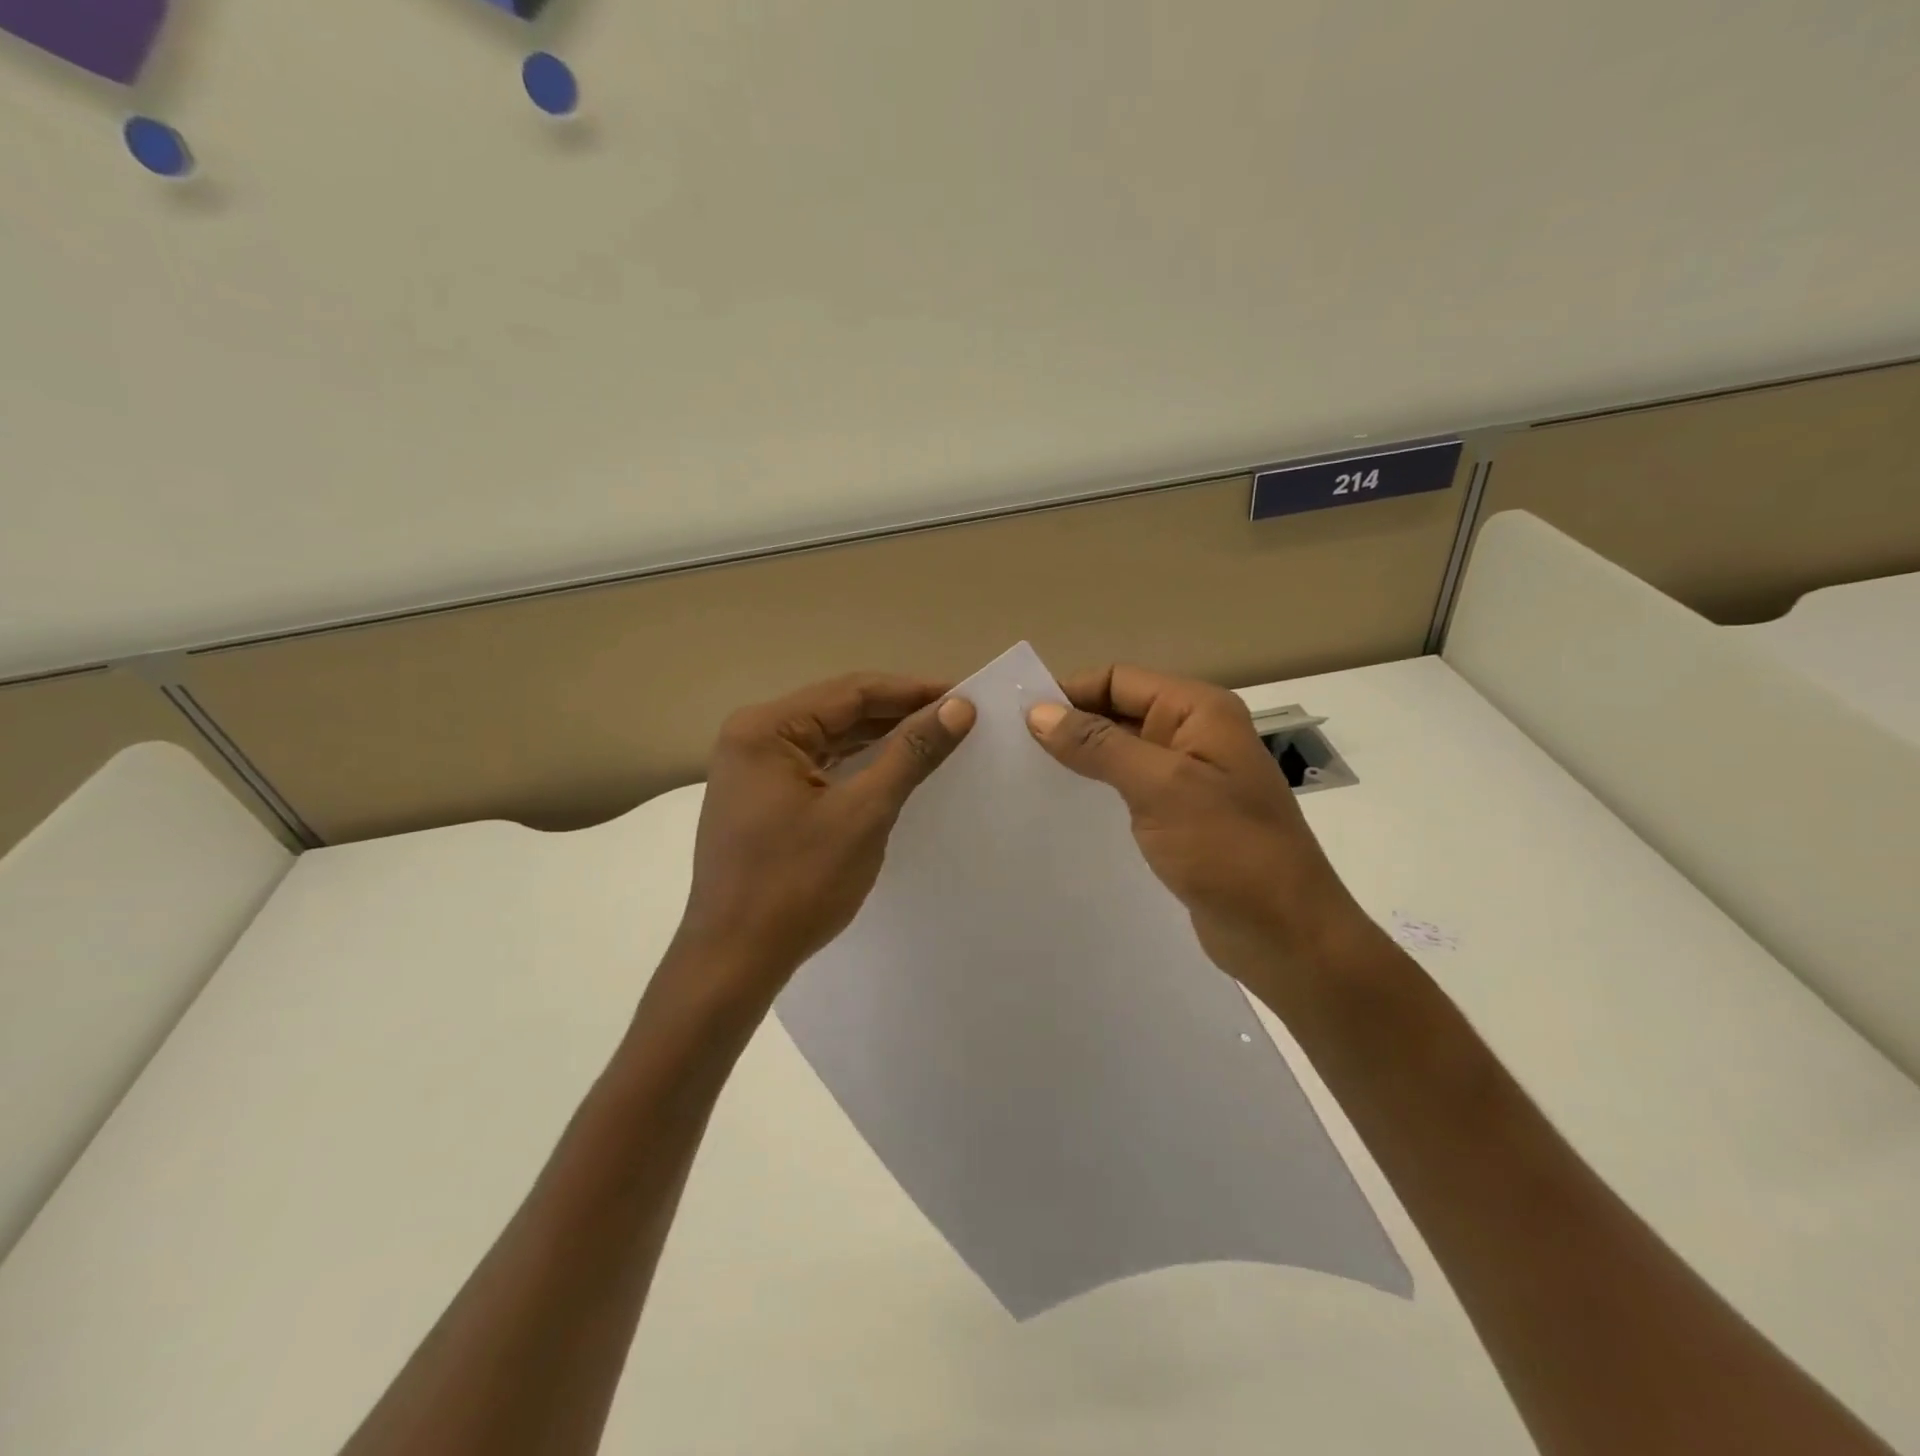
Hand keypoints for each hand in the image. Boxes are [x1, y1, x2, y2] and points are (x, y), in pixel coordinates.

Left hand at [672, 673, 975, 1001]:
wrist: (734, 961)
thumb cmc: (797, 884)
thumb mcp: (863, 813)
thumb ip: (910, 753)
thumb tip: (958, 707)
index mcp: (765, 728)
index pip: (852, 691)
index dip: (912, 691)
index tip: (965, 695)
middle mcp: (753, 737)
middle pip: (839, 711)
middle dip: (898, 713)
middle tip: (958, 717)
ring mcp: (753, 770)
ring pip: (830, 740)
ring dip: (880, 739)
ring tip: (936, 738)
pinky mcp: (761, 799)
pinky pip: (819, 767)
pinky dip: (857, 766)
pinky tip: (894, 768)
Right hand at [1026, 665, 1375, 1002]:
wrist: (1286, 935)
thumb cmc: (1228, 851)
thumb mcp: (1160, 787)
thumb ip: (1099, 745)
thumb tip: (1038, 713)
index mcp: (1199, 711)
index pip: (1118, 680)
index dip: (1069, 693)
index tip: (1016, 721)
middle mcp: (1194, 735)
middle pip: (1118, 713)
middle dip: (1069, 727)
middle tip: (1011, 752)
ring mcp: (1188, 779)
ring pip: (1120, 754)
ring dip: (1079, 762)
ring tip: (1026, 780)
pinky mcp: (1180, 819)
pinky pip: (1129, 792)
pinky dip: (1097, 794)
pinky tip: (1062, 812)